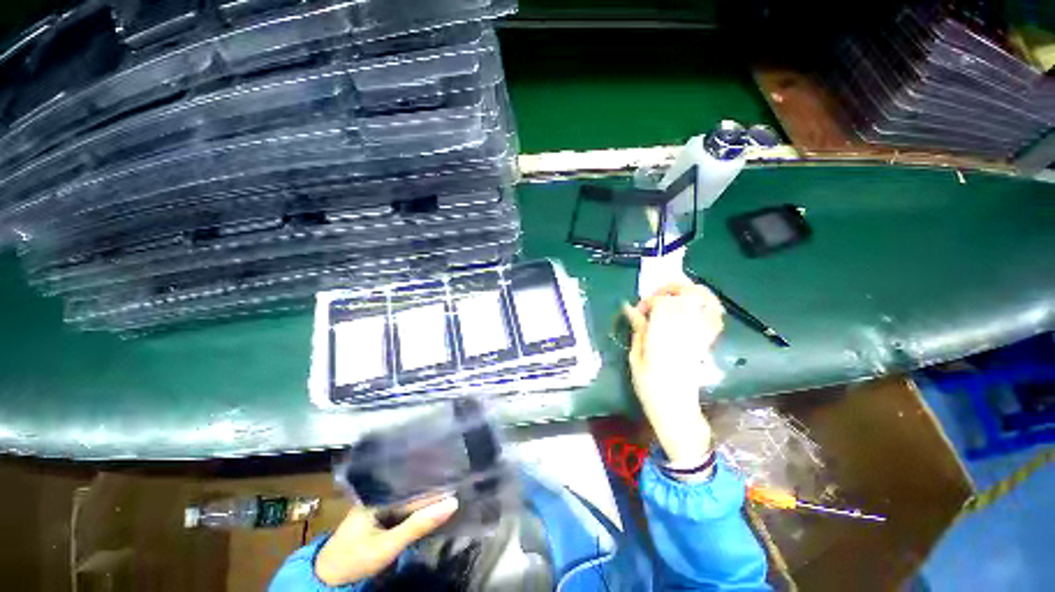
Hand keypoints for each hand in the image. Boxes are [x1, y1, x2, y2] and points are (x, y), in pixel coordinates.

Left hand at [314, 496, 457, 585]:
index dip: (435, 484)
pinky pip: (405, 508)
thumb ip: (418, 525)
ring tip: (451, 492)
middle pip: (412, 488)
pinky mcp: (381, 516)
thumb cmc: (356, 557)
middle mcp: (380, 493)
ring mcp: (380, 504)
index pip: (414, 483)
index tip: (457, 479)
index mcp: (379, 491)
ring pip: (410, 498)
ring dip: (426, 500)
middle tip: (458, 484)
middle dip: (433, 489)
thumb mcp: (388, 544)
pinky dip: (417, 510)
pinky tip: (432, 509)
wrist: (329, 578)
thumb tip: (452, 503)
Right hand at [623, 282, 723, 467]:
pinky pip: (715, 317)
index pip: (663, 302)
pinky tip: (693, 309)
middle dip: (672, 288)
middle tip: (658, 296)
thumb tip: (631, 309)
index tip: (639, 310)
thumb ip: (638, 329)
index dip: (649, 301)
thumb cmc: (650, 386)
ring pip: (706, 301)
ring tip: (676, 296)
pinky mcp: (707, 341)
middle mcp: (687, 330)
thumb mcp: (635, 357)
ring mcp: (701, 335)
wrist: (675, 409)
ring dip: (692, 292)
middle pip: (689, 294)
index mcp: (665, 335)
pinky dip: (707, 307)